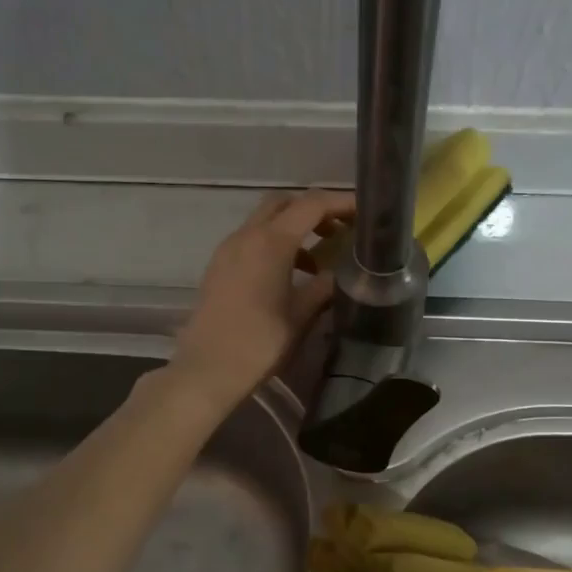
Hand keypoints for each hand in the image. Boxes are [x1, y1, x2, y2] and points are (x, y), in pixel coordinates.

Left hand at [169, 189, 354, 413]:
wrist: (208, 368)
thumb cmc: (260, 342)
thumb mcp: (301, 315)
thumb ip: (324, 287)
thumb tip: (341, 273)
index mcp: (271, 242)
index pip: (311, 205)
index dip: (341, 203)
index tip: (363, 212)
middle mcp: (246, 235)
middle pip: (284, 203)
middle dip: (313, 209)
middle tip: (338, 230)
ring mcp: (228, 249)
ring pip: (265, 221)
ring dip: (293, 229)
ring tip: (317, 261)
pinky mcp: (218, 265)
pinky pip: (251, 240)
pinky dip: (274, 244)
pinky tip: (288, 276)